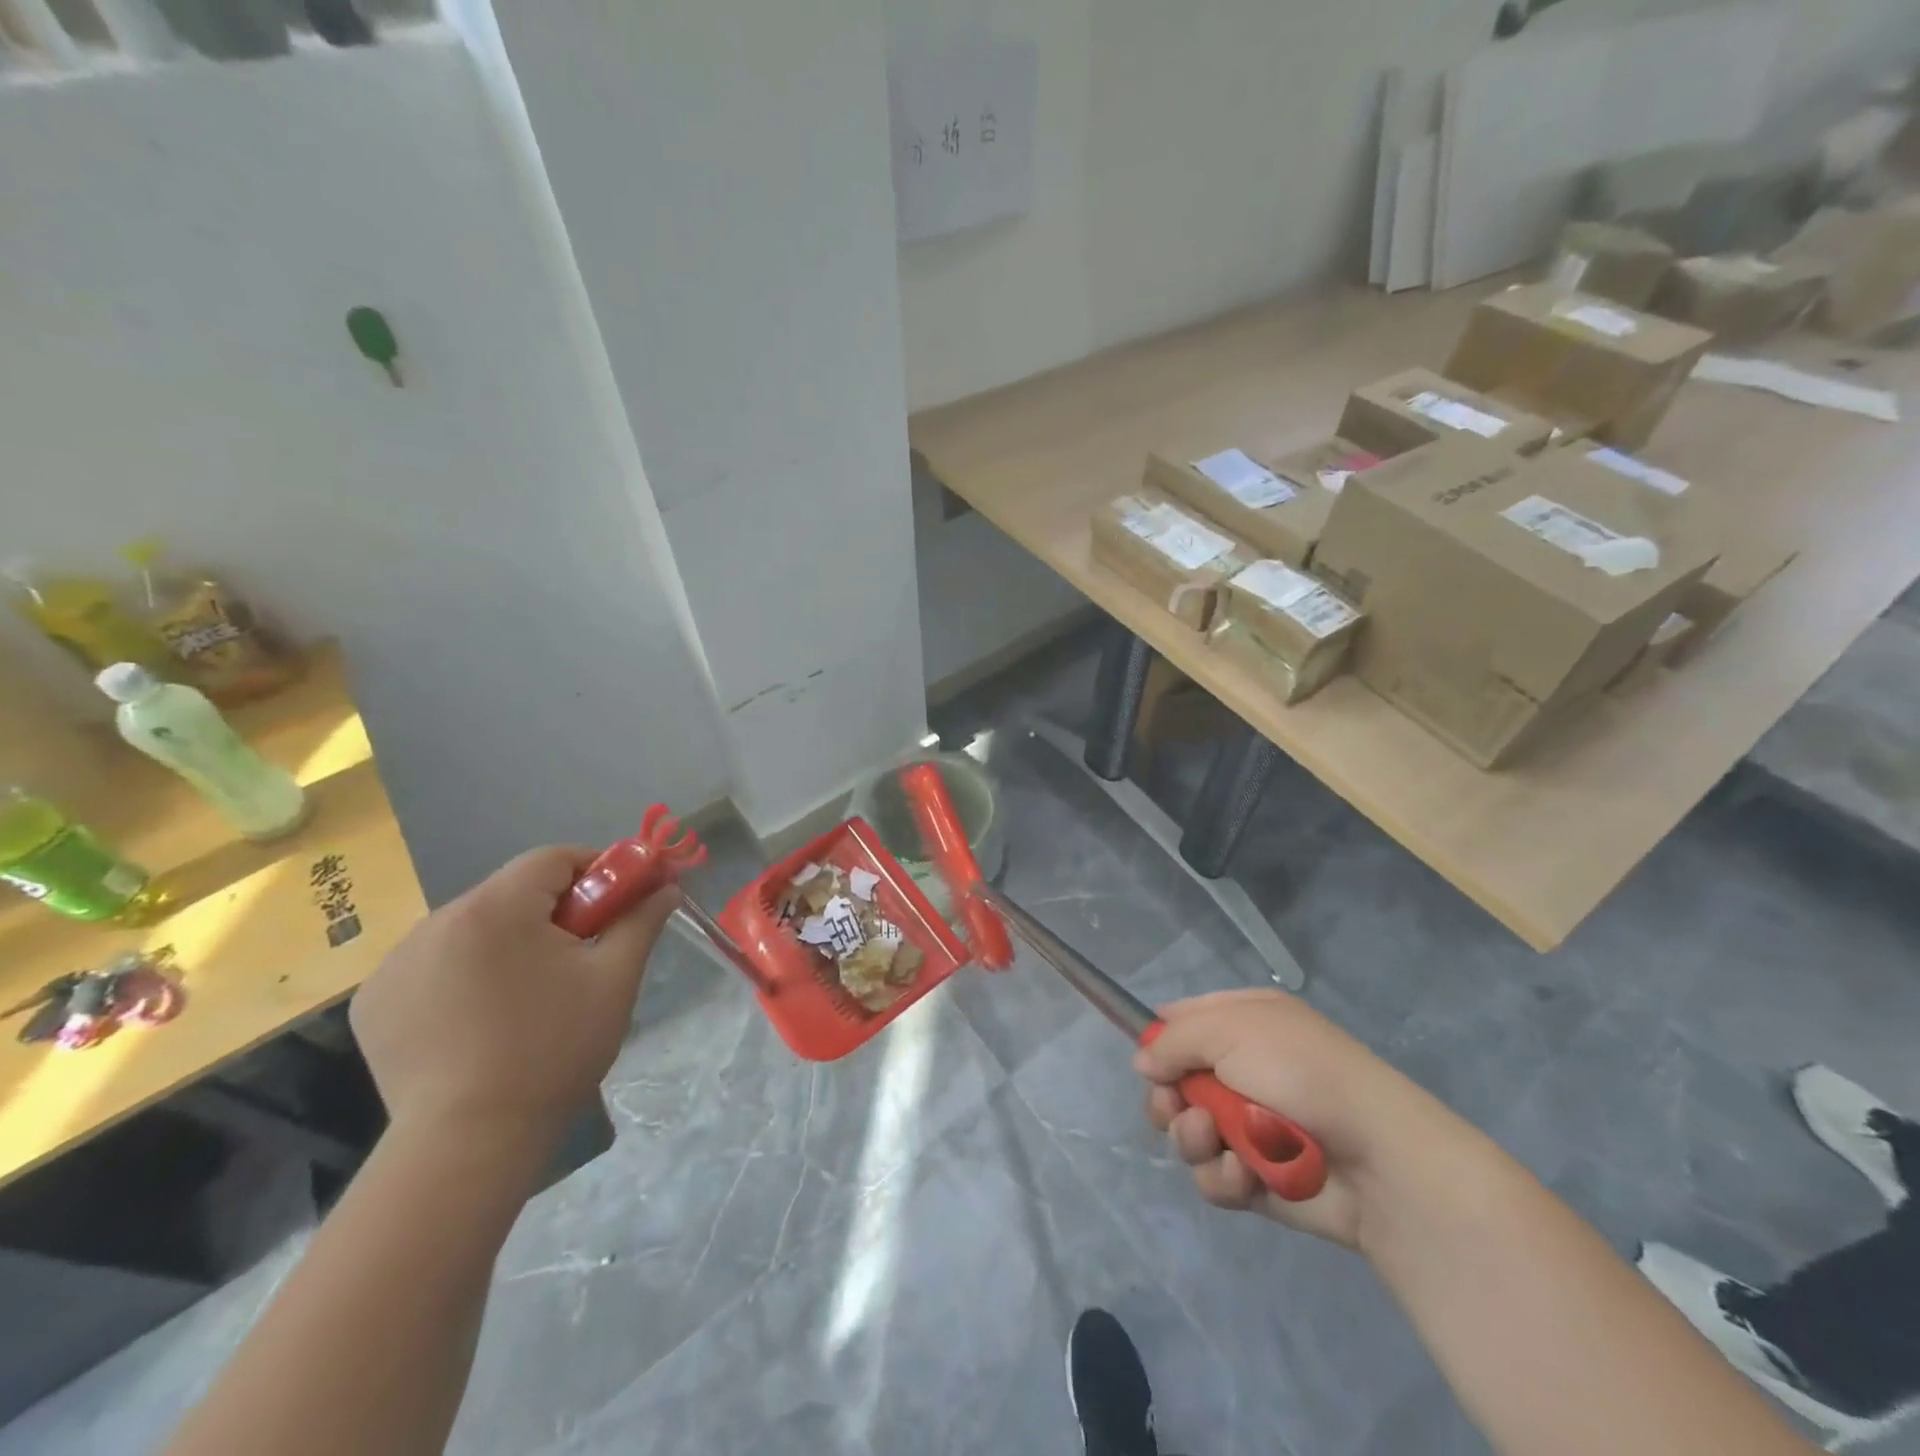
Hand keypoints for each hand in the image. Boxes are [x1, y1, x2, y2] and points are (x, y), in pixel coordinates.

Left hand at [350, 846, 678, 1154]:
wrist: (468, 1143)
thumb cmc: (554, 1049)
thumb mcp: (614, 979)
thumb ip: (641, 920)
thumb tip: (667, 886)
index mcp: (495, 908)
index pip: (552, 859)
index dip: (594, 870)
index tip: (618, 902)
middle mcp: (436, 921)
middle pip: (511, 891)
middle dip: (553, 911)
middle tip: (581, 954)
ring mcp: (395, 963)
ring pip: (473, 926)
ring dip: (508, 940)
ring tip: (530, 992)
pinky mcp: (374, 1001)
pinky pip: (434, 962)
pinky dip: (464, 972)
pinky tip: (480, 1016)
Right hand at [1135, 988, 1440, 1248]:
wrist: (1377, 1161)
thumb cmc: (1301, 1073)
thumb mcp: (1230, 1029)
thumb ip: (1173, 1040)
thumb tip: (1142, 1062)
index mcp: (1243, 1023)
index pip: (1182, 1022)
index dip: (1159, 1040)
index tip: (1149, 1060)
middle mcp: (1242, 1070)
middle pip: (1174, 1082)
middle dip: (1168, 1097)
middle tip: (1178, 1105)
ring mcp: (1248, 1126)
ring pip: (1187, 1131)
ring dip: (1192, 1137)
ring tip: (1216, 1140)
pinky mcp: (1255, 1178)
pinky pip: (1213, 1176)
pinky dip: (1223, 1177)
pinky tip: (1244, 1176)